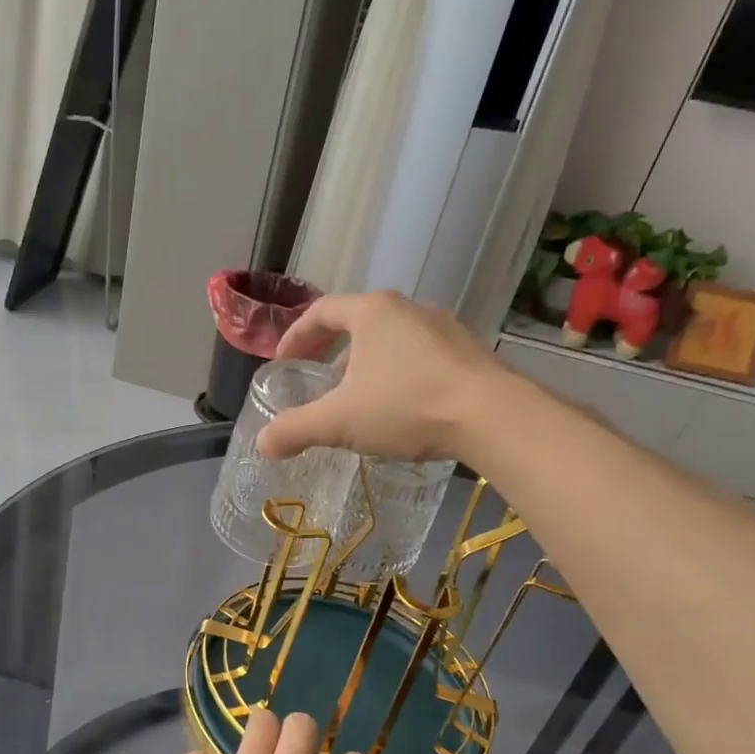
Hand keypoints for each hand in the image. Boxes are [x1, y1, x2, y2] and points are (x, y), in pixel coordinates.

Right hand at [254, 290, 506, 463]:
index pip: (321, 311)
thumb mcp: (340, 421)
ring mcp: (443, 328)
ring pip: (391, 340)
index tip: (283, 361)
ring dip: (367, 365)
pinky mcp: (468, 352)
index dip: (296, 335)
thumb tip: (262, 444)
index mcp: (372, 312)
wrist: (493, 417)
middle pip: (358, 322)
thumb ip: (295, 430)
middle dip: (333, 353)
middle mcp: (408, 309)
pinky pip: (420, 356)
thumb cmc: (407, 406)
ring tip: (359, 399)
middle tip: (319, 382)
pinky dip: (399, 374)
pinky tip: (401, 408)